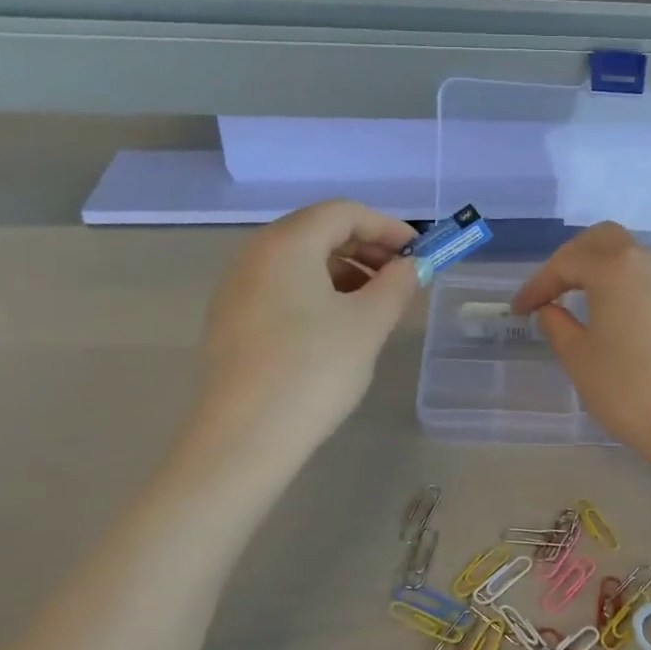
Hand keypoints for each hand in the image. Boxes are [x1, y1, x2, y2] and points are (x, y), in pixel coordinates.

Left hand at [194, 200, 418, 456]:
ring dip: (344, 273)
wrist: (244, 437)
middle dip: (365, 248)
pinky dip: (317, 294)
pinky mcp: (232, 323)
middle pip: (317, 233)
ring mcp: (236, 291)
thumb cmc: (314, 369)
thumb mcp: (368, 324)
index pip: (342, 213)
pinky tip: (338, 328)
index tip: (419, 253)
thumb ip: (396, 286)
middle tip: (401, 278)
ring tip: (375, 305)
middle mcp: (254, 257)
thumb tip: (410, 268)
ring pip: (299, 264)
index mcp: (286, 245)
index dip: (386, 227)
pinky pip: (282, 290)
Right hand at [509, 222, 650, 460]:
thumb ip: (557, 326)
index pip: (565, 262)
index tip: (519, 311)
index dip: (537, 285)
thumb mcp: (578, 358)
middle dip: (570, 259)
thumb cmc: (628, 388)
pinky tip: (609, 316)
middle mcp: (646, 262)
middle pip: (602, 240)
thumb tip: (550, 310)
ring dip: (598, 269)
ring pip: (628, 256)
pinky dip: (620, 285)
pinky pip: (645, 278)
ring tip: (576, 301)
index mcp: (614, 267)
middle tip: (550, 290)